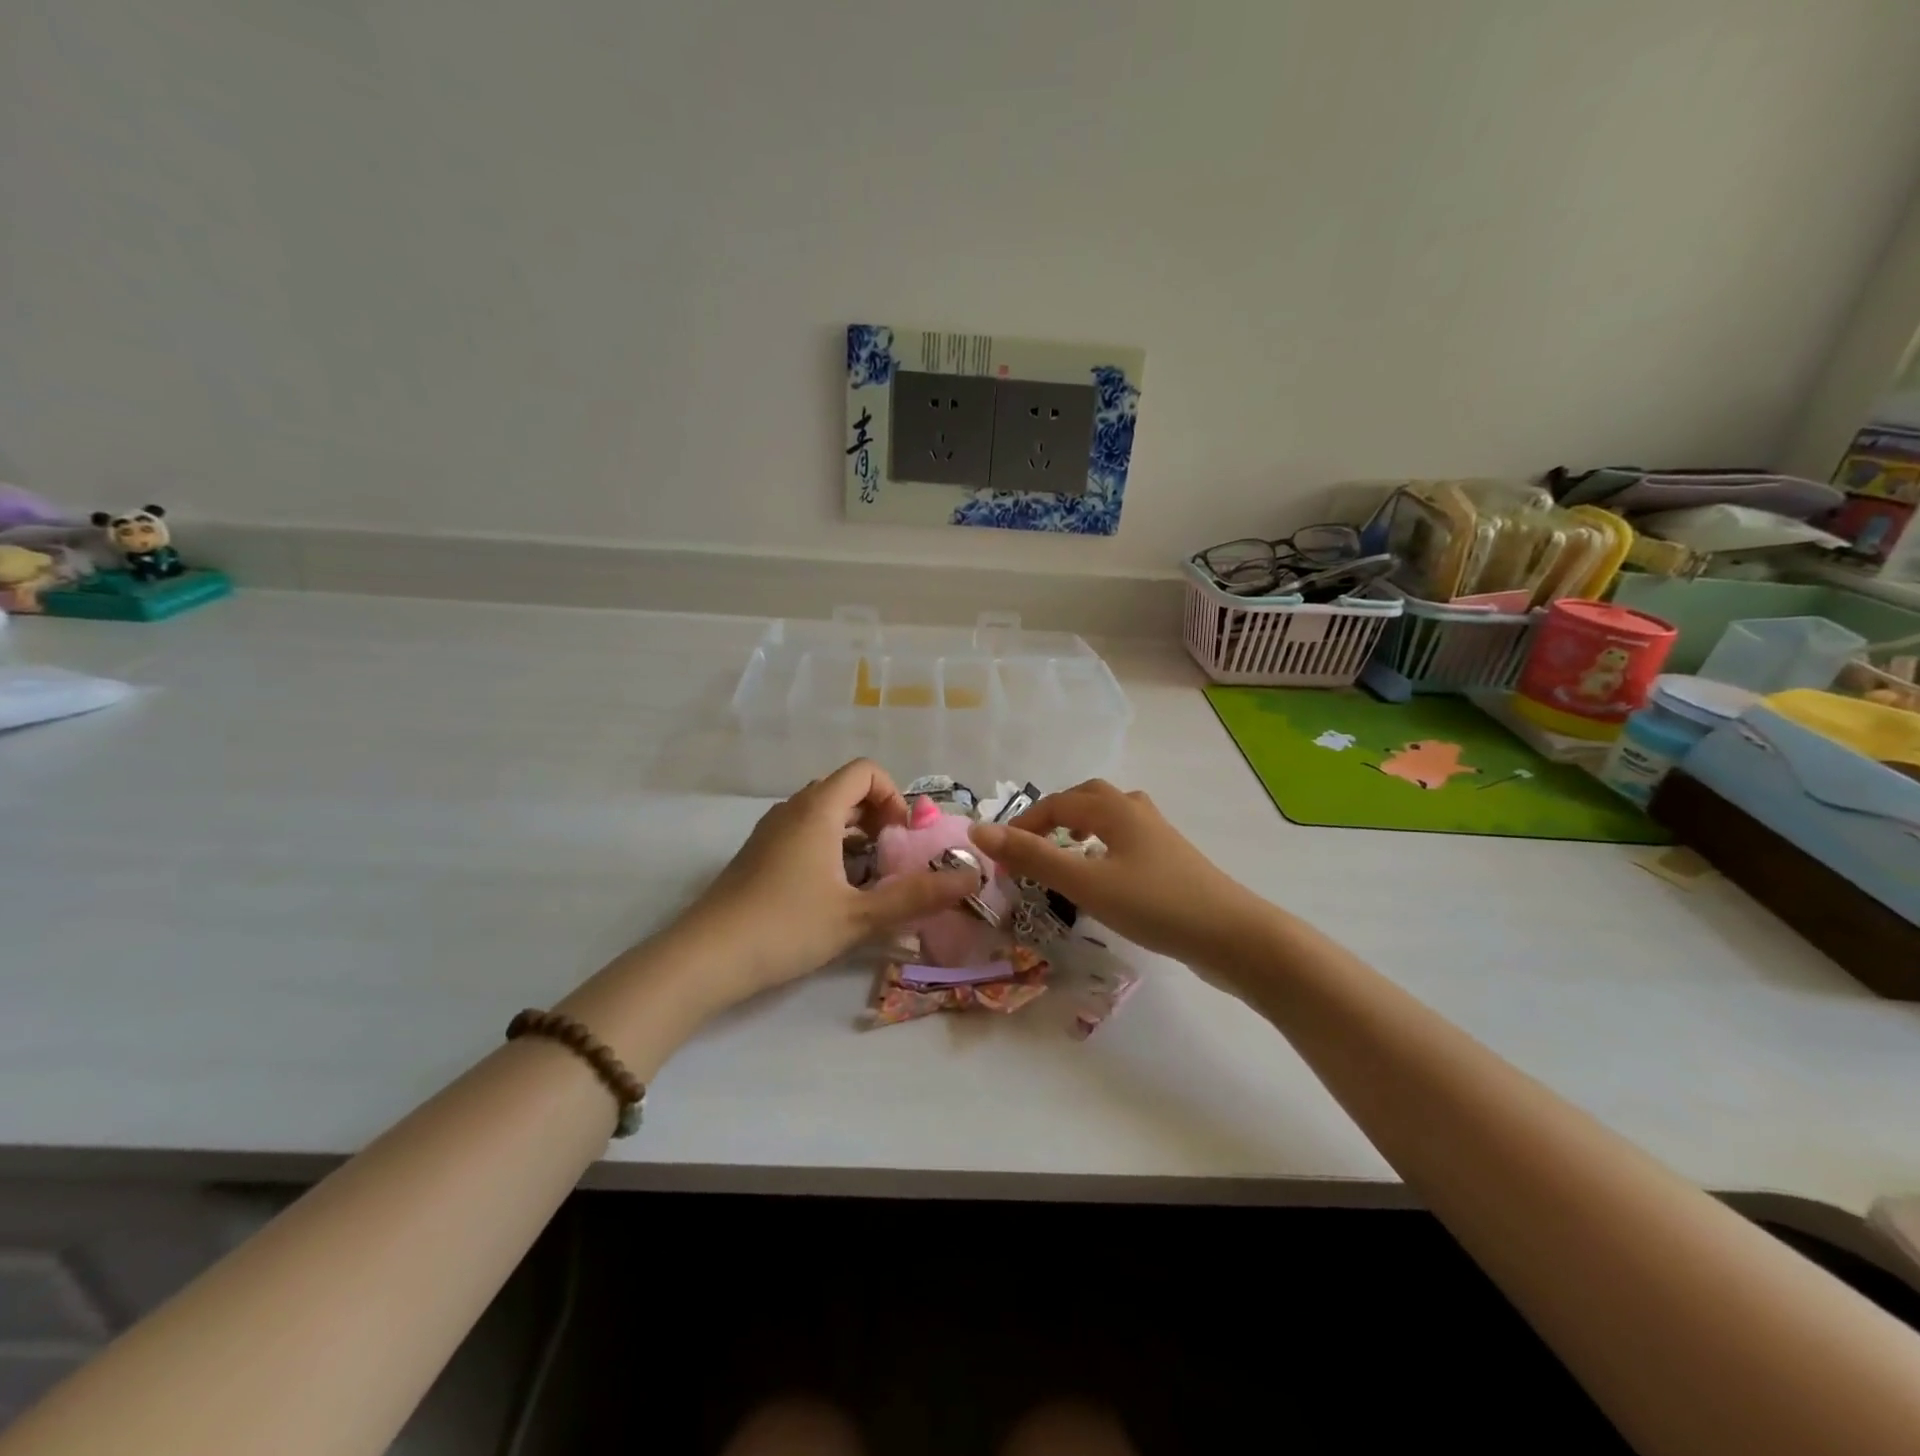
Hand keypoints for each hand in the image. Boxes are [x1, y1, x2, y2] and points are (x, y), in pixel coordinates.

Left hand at [679, 760, 974, 1004]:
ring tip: (867, 875)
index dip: (893, 795)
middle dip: (877, 814)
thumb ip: (917, 896)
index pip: (865, 771)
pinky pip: (803, 831)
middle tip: (891, 856)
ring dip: (853, 832)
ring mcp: (770, 831)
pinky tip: (831, 890)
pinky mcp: (757, 854)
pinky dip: (828, 845)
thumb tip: (971, 878)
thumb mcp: (859, 916)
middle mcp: (792, 809)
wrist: (706, 957)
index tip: (902, 837)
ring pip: (822, 811)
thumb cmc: (787, 926)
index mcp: (817, 809)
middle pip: (845, 788)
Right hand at [968, 779, 1265, 971]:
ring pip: (1111, 816)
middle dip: (1054, 815)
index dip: (1024, 824)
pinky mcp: (1172, 860)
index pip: (1056, 803)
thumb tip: (979, 830)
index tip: (1002, 855)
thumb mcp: (1085, 881)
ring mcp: (1159, 835)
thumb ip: (1033, 856)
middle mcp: (1136, 811)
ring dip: (1082, 826)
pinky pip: (1127, 838)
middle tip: (1033, 845)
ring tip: (1067, 851)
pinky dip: (1104, 845)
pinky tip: (1105, 874)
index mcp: (1114, 808)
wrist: (1232, 935)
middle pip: (1088, 797)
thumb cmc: (1154, 904)